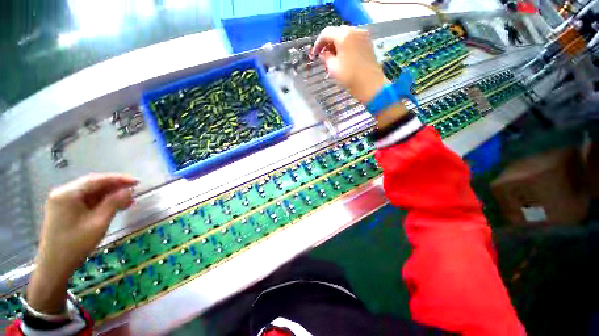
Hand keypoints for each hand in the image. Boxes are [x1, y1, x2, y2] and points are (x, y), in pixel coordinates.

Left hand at [27, 173, 136, 313]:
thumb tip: (128, 190)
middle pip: (93, 184)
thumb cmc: (76, 244)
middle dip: (114, 187)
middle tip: (134, 190)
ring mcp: (62, 202)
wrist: (54, 266)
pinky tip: (113, 206)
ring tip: (127, 200)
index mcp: (68, 193)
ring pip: (90, 193)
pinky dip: (100, 202)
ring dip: (109, 195)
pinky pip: (85, 201)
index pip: (97, 180)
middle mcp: (63, 193)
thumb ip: (114, 203)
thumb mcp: (99, 222)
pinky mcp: (64, 210)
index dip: (119, 179)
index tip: (137, 182)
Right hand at [312, 26, 408, 128]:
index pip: (326, 33)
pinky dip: (345, 46)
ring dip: (336, 45)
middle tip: (322, 56)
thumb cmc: (350, 77)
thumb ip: (325, 57)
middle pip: (336, 32)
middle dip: (327, 43)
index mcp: (344, 35)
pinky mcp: (368, 42)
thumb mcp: (333, 68)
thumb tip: (323, 53)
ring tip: (332, 58)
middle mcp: (354, 30)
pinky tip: (342, 57)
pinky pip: (353, 40)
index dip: (318, 43)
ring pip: (345, 36)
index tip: (314, 54)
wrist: (370, 85)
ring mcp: (363, 35)